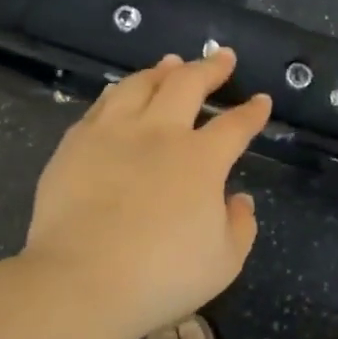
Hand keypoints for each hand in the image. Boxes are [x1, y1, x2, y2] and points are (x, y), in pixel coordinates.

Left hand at [21, 48, 270, 338]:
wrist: (80, 282)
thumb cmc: (162, 276)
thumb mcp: (224, 261)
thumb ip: (240, 225)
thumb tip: (239, 199)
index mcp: (201, 159)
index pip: (235, 125)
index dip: (252, 112)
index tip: (261, 101)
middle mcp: (160, 133)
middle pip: (188, 84)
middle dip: (210, 67)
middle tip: (222, 57)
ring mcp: (114, 133)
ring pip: (141, 84)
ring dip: (162, 70)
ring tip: (171, 63)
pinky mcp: (76, 144)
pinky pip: (102, 104)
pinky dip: (120, 91)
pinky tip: (122, 92)